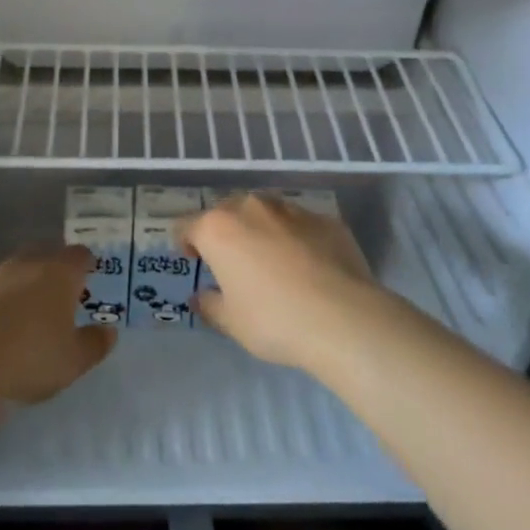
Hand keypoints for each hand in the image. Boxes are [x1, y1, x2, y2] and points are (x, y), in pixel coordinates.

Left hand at [0, 246, 117, 403]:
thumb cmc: (29, 356)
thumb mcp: (72, 361)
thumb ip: (94, 344)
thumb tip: (109, 332)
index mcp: (60, 272)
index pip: (79, 256)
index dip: (86, 265)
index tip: (89, 276)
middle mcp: (27, 264)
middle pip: (45, 256)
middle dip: (53, 271)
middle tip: (58, 294)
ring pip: (14, 273)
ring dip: (21, 287)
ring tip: (24, 314)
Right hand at [186, 193, 380, 371]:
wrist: (343, 318)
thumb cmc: (273, 320)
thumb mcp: (231, 322)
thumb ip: (209, 305)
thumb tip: (201, 296)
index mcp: (218, 228)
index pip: (187, 225)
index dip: (186, 243)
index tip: (195, 262)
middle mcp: (251, 207)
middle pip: (227, 212)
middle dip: (225, 233)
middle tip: (234, 264)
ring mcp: (291, 209)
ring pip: (266, 213)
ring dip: (261, 231)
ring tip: (273, 262)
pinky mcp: (326, 219)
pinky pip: (301, 225)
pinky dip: (297, 239)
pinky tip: (310, 268)